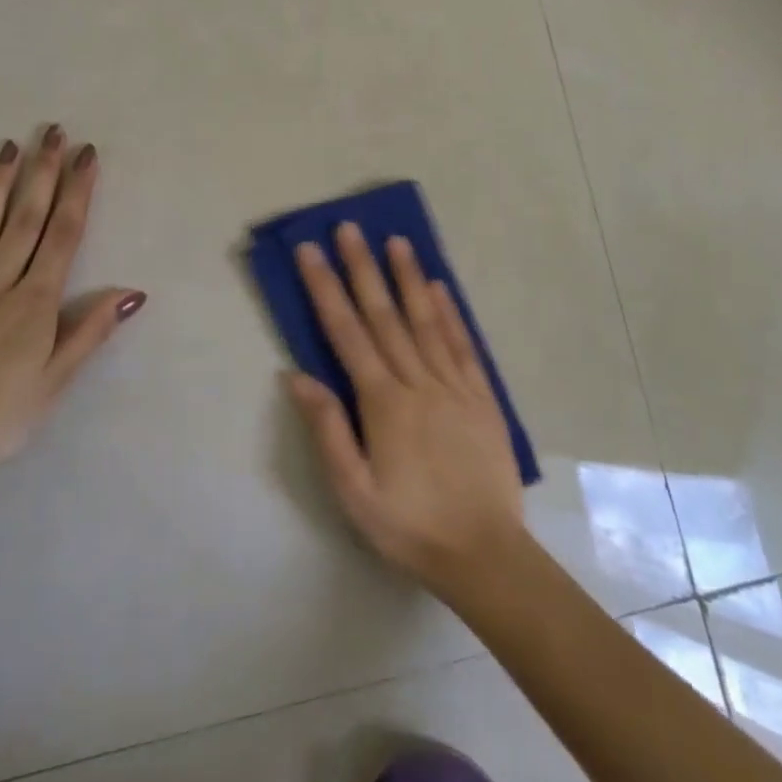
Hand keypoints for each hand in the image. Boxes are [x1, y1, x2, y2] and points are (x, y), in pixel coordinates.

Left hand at [0, 127, 145, 486]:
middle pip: (25, 221)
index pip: (63, 237)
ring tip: (9, 147)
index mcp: (34, 304)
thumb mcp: (54, 383)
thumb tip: (131, 292)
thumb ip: (89, 332)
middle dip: (43, 174)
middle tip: (53, 132)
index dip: (77, 193)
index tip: (86, 156)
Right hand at [287, 222, 525, 594]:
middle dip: (363, 268)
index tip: (311, 252)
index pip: (347, 333)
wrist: (484, 554)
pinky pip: (463, 345)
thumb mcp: (354, 492)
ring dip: (408, 278)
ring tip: (396, 241)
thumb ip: (328, 430)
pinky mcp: (482, 396)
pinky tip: (439, 287)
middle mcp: (417, 382)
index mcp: (382, 403)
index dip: (327, 289)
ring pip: (426, 320)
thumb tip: (297, 375)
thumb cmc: (409, 526)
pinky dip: (450, 313)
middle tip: (350, 227)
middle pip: (385, 315)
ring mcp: (454, 385)